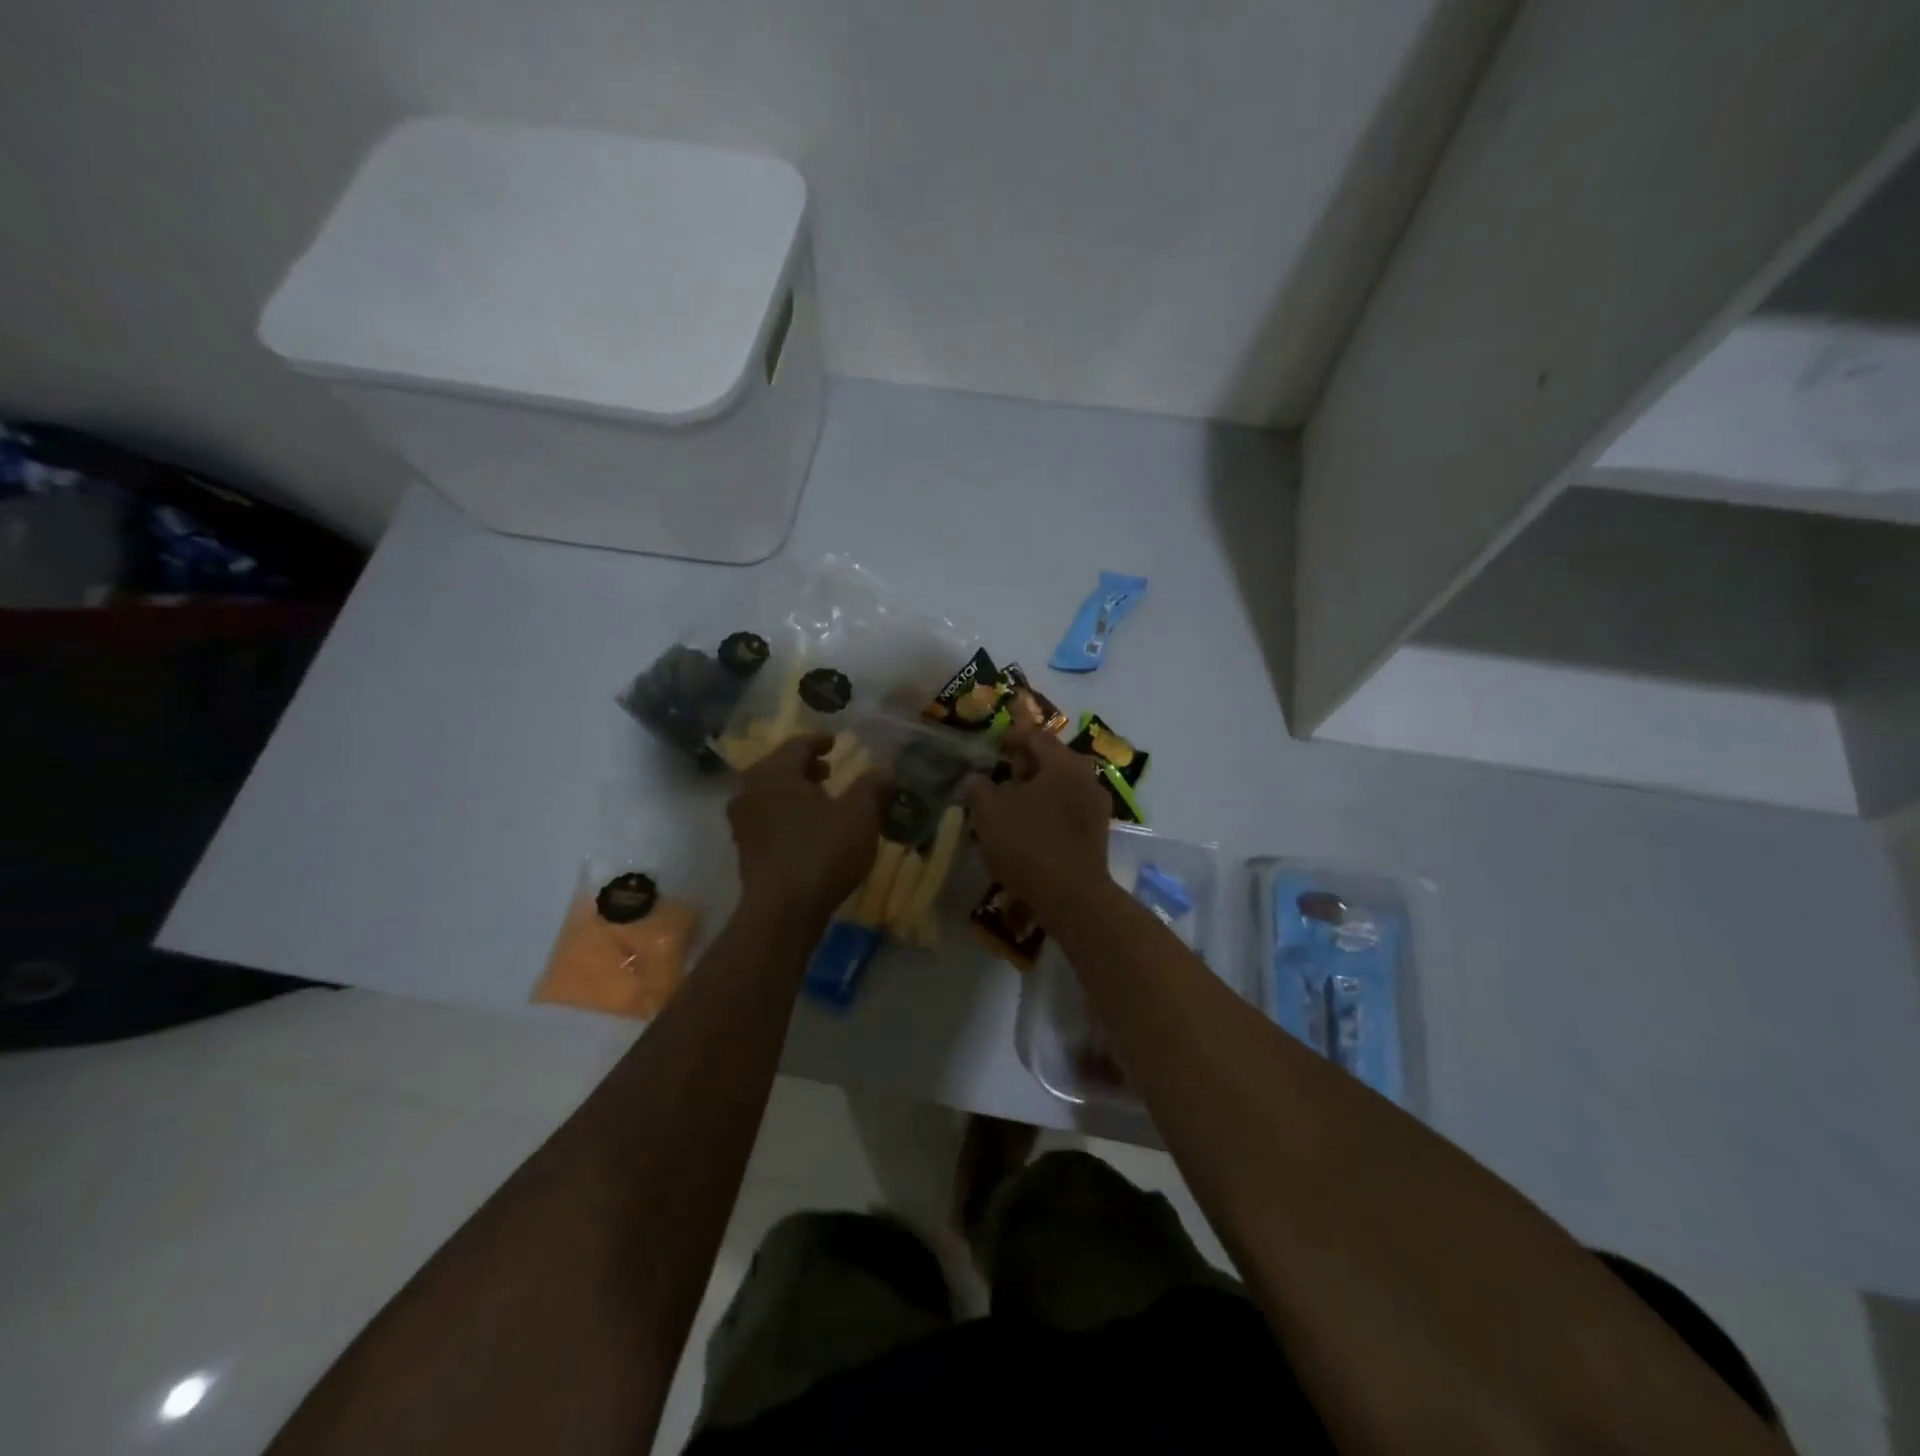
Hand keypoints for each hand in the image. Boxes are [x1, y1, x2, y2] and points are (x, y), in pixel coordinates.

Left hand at [728, 734, 885, 923]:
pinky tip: (808, 828)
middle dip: (804, 767)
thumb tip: (885, 769)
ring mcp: (743, 822)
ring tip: (821, 799)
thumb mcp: (859, 815)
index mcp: (775, 773)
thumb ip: (872, 787)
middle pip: (778, 768)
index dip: (817, 741)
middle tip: (828, 769)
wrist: (782, 911)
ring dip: (795, 791)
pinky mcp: (744, 849)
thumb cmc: (822, 852)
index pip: (796, 745)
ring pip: (770, 794)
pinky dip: (786, 813)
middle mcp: (751, 791)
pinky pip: (766, 817)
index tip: (833, 741)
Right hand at [965, 719, 1111, 918]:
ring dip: (1036, 791)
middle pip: (1053, 760)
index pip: (1037, 736)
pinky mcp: (1098, 833)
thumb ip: (979, 789)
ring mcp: (1097, 806)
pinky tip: (1029, 829)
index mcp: (1063, 763)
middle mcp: (1086, 777)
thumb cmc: (1028, 844)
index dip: (1012, 737)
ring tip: (1010, 806)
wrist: (1072, 897)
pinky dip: (1049, 811)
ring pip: (1061, 787)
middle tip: (1000, 777)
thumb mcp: (989, 814)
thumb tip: (975, 778)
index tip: (993, 747)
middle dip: (1025, 766)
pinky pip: (1069, 810)